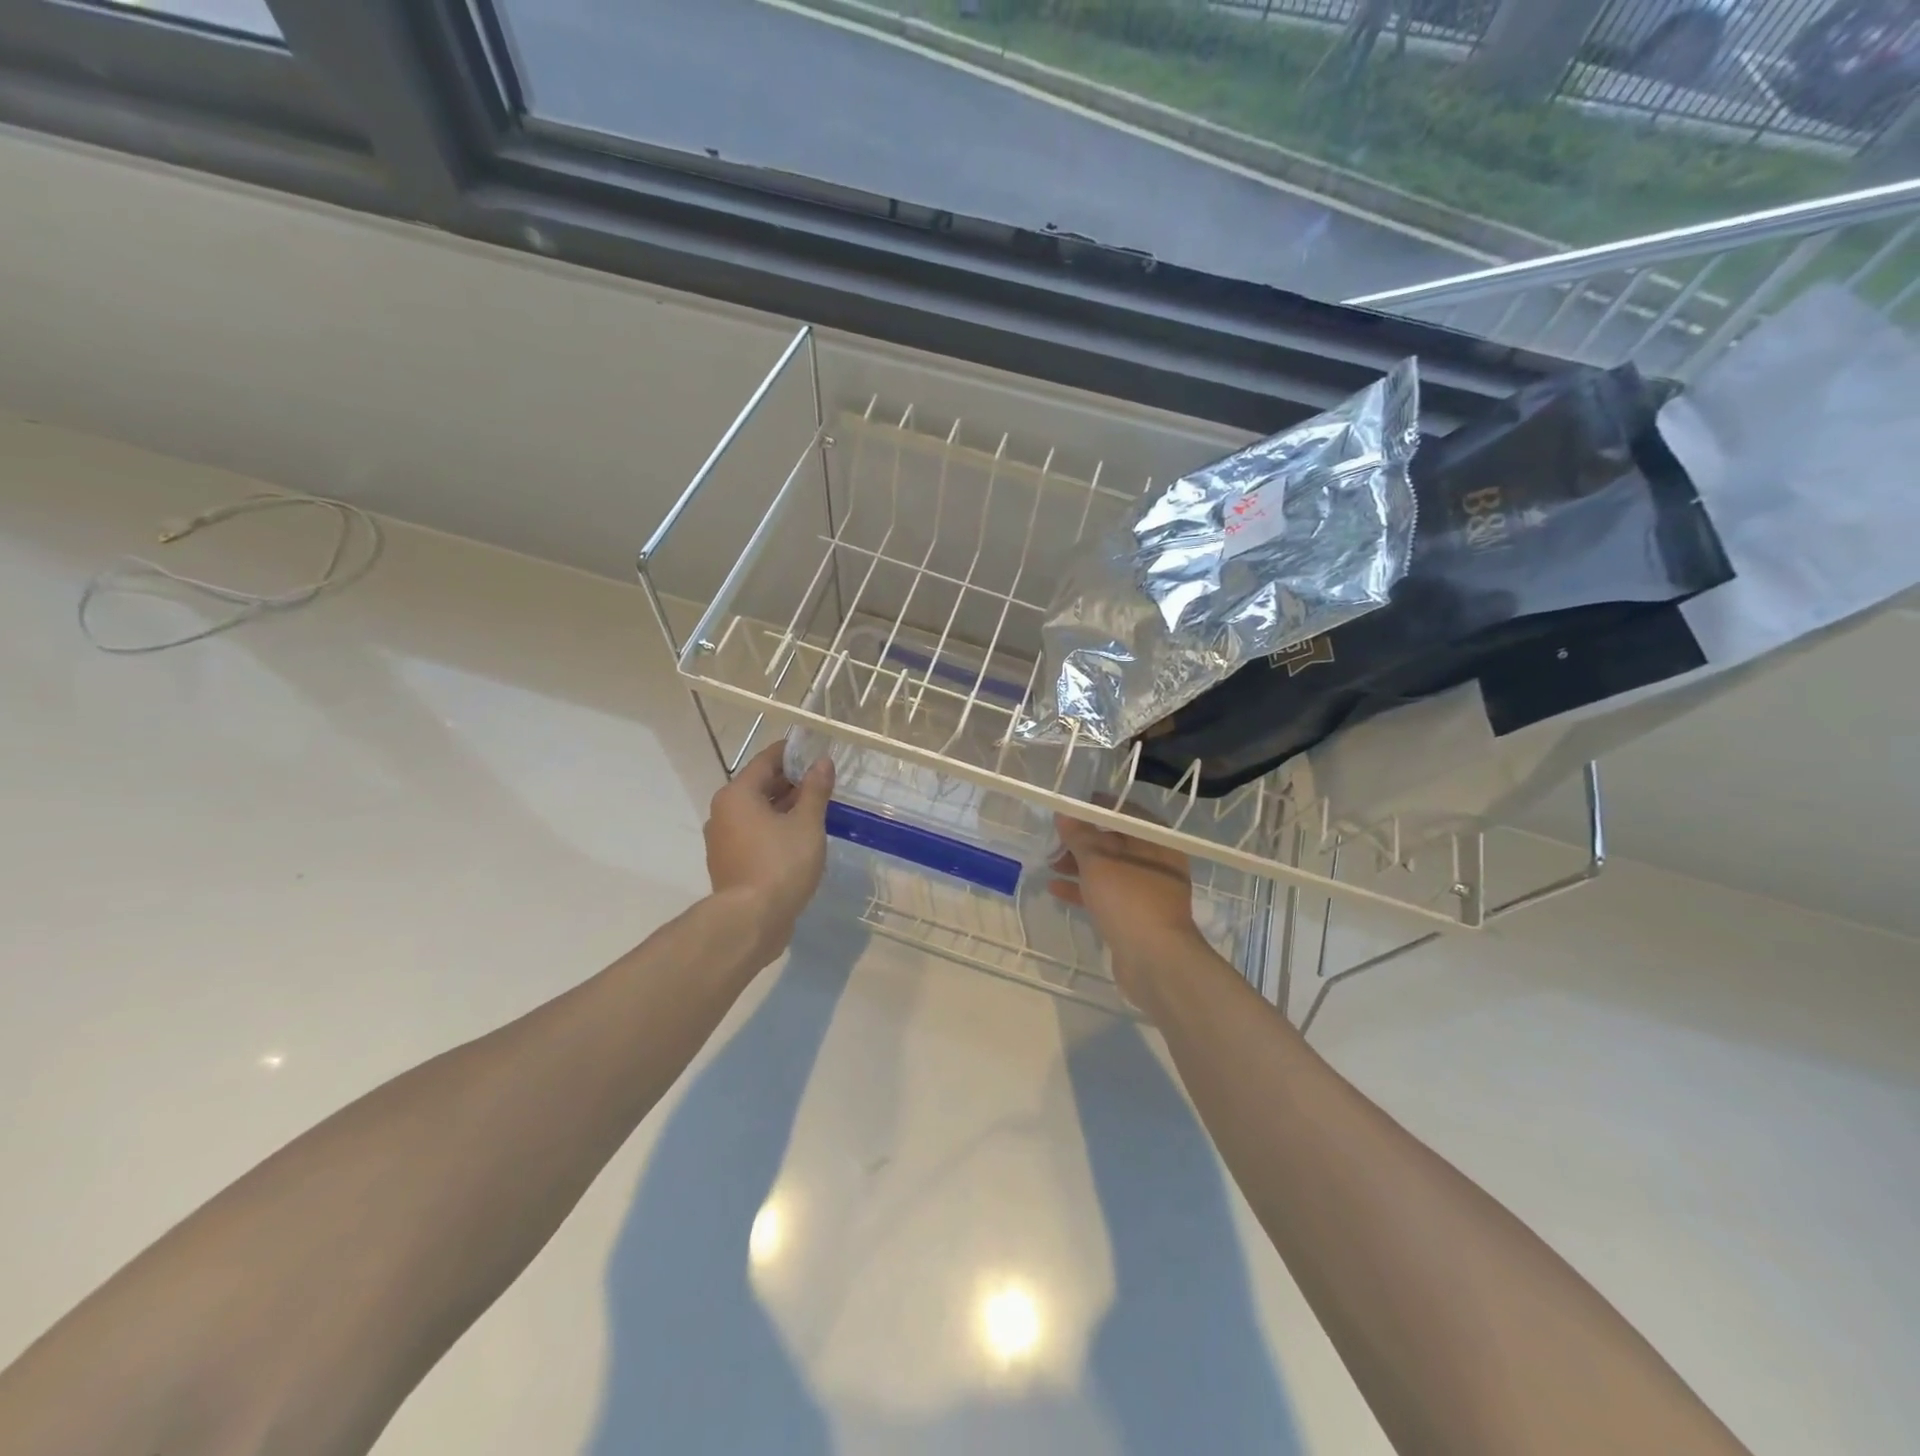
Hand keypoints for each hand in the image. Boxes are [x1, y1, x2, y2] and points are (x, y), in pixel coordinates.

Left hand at [704, 743, 834, 961]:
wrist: (751, 921)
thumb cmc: (781, 863)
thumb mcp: (807, 823)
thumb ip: (815, 790)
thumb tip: (822, 762)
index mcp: (737, 795)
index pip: (766, 761)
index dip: (792, 753)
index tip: (815, 750)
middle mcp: (723, 812)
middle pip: (759, 786)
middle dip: (790, 782)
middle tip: (821, 781)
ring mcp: (722, 840)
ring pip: (757, 813)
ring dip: (783, 808)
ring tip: (815, 810)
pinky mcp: (729, 864)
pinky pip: (754, 835)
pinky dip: (774, 829)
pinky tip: (799, 838)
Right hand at [1049, 811, 1202, 1005]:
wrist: (1155, 960)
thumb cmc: (1129, 899)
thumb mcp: (1098, 861)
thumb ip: (1080, 835)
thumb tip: (1065, 815)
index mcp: (1156, 841)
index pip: (1125, 813)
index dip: (1096, 809)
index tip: (1069, 809)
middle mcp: (1156, 862)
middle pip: (1115, 842)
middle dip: (1082, 841)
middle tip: (1054, 840)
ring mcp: (1147, 892)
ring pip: (1108, 870)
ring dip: (1079, 866)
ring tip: (1050, 864)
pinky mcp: (1135, 917)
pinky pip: (1106, 895)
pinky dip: (1083, 890)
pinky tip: (1056, 889)